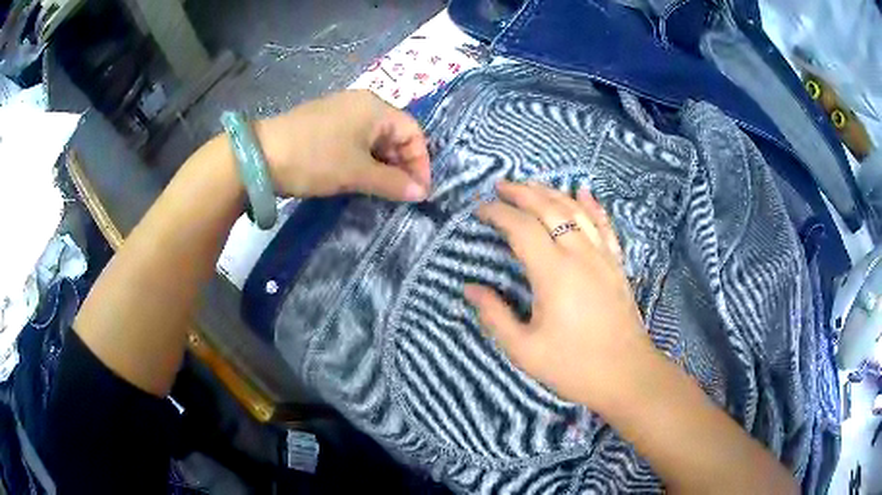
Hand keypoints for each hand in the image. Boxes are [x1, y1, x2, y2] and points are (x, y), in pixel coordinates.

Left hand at [254, 90, 430, 200]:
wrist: (259, 156)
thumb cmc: (315, 158)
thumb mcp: (356, 173)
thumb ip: (392, 182)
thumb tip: (421, 193)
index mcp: (375, 108)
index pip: (413, 132)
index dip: (421, 162)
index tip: (419, 192)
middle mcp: (362, 104)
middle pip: (395, 134)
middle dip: (401, 164)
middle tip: (400, 194)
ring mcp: (341, 112)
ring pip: (374, 139)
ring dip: (382, 165)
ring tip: (380, 190)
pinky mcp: (325, 125)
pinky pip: (355, 141)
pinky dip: (363, 160)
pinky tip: (358, 178)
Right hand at [464, 181, 657, 412]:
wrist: (626, 375)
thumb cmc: (573, 366)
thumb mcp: (525, 349)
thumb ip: (495, 316)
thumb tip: (470, 289)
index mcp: (553, 273)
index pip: (521, 228)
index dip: (498, 214)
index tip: (480, 210)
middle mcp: (579, 254)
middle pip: (549, 209)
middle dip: (522, 193)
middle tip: (500, 186)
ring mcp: (602, 256)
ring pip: (576, 211)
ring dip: (551, 193)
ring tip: (531, 184)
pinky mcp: (616, 264)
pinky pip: (604, 225)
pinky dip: (592, 205)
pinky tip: (584, 192)